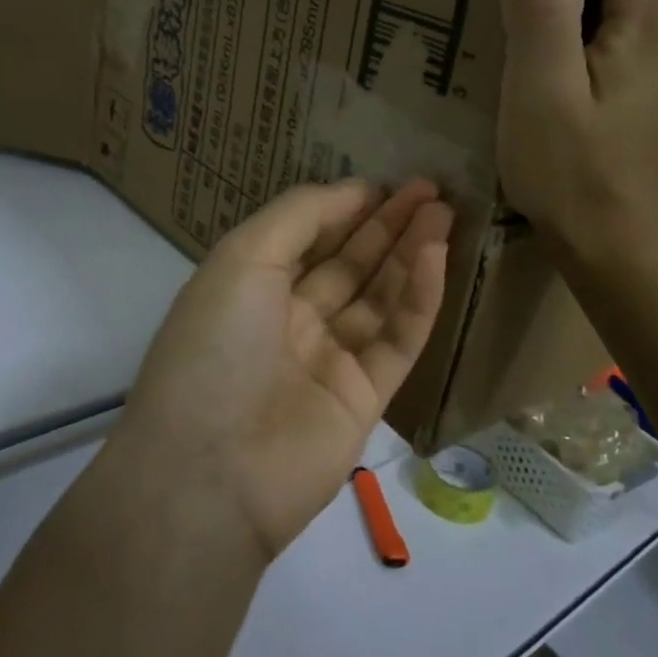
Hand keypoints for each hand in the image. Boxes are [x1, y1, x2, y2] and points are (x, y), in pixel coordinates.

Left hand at [119, 180, 452, 561]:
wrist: (212, 472)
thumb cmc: (216, 347)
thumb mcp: (242, 259)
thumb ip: (298, 217)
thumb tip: (351, 192)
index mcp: (250, 290)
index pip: (306, 240)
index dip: (345, 210)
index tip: (385, 184)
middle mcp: (289, 323)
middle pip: (349, 265)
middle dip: (387, 226)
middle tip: (430, 190)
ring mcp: (328, 362)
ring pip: (379, 298)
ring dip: (411, 254)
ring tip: (444, 212)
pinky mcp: (366, 400)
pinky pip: (398, 339)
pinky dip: (419, 298)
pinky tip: (437, 256)